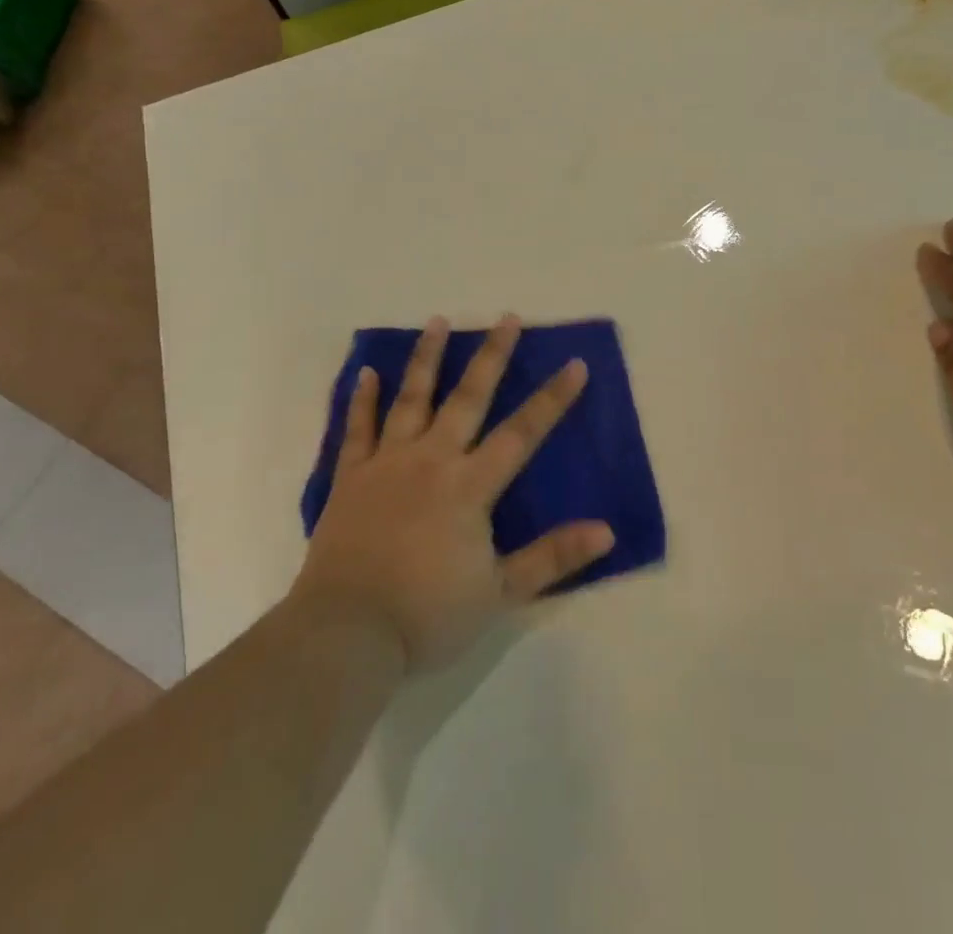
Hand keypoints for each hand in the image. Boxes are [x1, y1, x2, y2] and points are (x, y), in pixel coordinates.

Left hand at [294, 315, 616, 671]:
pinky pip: (357, 429)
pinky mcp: (350, 478)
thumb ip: (552, 558)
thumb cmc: (427, 614)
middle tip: (506, 317)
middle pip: (468, 398)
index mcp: (470, 486)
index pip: (522, 433)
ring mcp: (387, 464)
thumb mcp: (500, 593)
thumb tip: (607, 531)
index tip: (575, 364)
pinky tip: (366, 372)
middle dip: (491, 356)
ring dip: (427, 358)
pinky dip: (361, 399)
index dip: (552, 399)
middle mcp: (432, 460)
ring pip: (412, 399)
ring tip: (438, 320)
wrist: (345, 635)